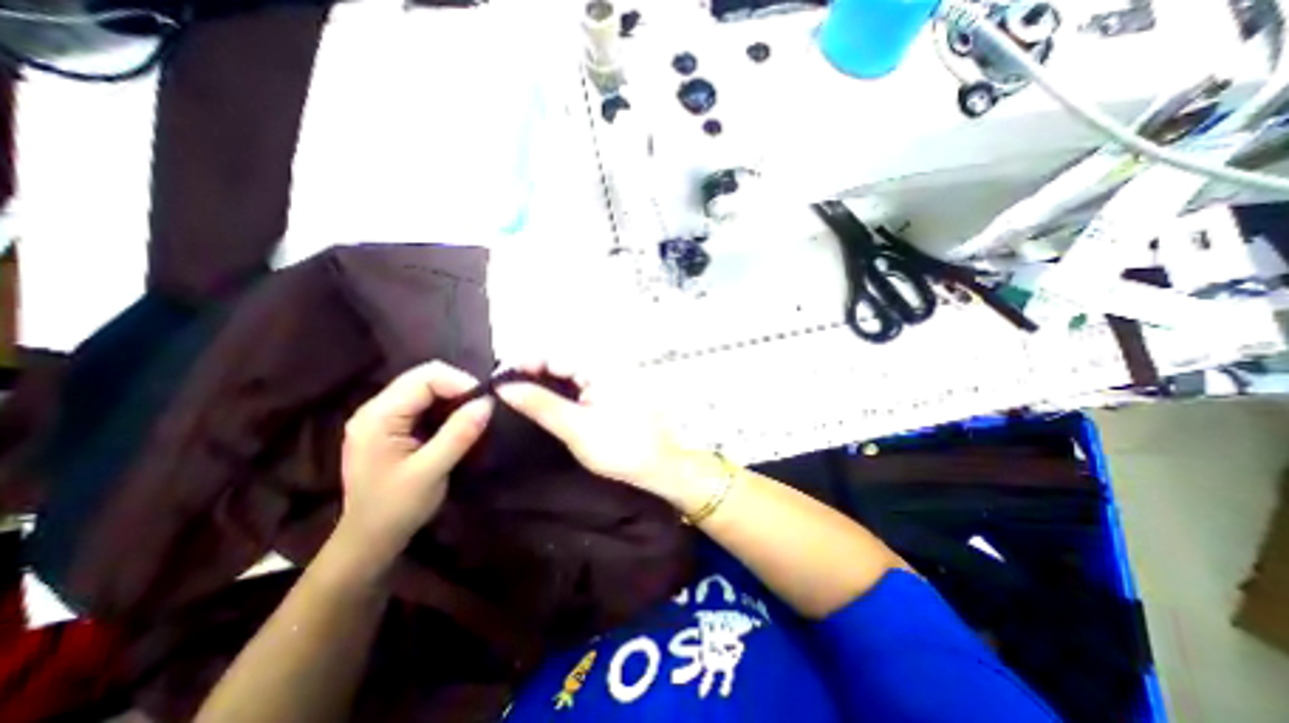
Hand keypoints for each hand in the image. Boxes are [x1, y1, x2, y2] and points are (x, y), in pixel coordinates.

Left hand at [332, 360, 494, 563]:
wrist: (370, 539)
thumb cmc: (396, 507)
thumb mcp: (431, 471)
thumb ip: (459, 434)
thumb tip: (488, 402)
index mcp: (378, 416)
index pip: (424, 377)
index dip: (459, 383)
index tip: (483, 403)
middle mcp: (375, 408)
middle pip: (424, 377)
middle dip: (458, 388)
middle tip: (481, 409)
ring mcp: (382, 417)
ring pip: (426, 388)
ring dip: (453, 398)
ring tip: (472, 416)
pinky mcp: (391, 426)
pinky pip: (423, 403)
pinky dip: (445, 407)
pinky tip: (456, 424)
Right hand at [495, 362, 694, 495]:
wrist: (659, 464)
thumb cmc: (620, 446)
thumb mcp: (575, 427)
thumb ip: (540, 404)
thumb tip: (504, 386)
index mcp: (598, 367)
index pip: (553, 354)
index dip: (524, 362)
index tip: (498, 380)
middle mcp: (603, 365)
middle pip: (559, 360)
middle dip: (531, 371)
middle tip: (505, 390)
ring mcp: (607, 378)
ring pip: (567, 372)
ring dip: (544, 381)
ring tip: (518, 397)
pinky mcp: (608, 392)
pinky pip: (578, 383)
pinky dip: (559, 390)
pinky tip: (545, 402)